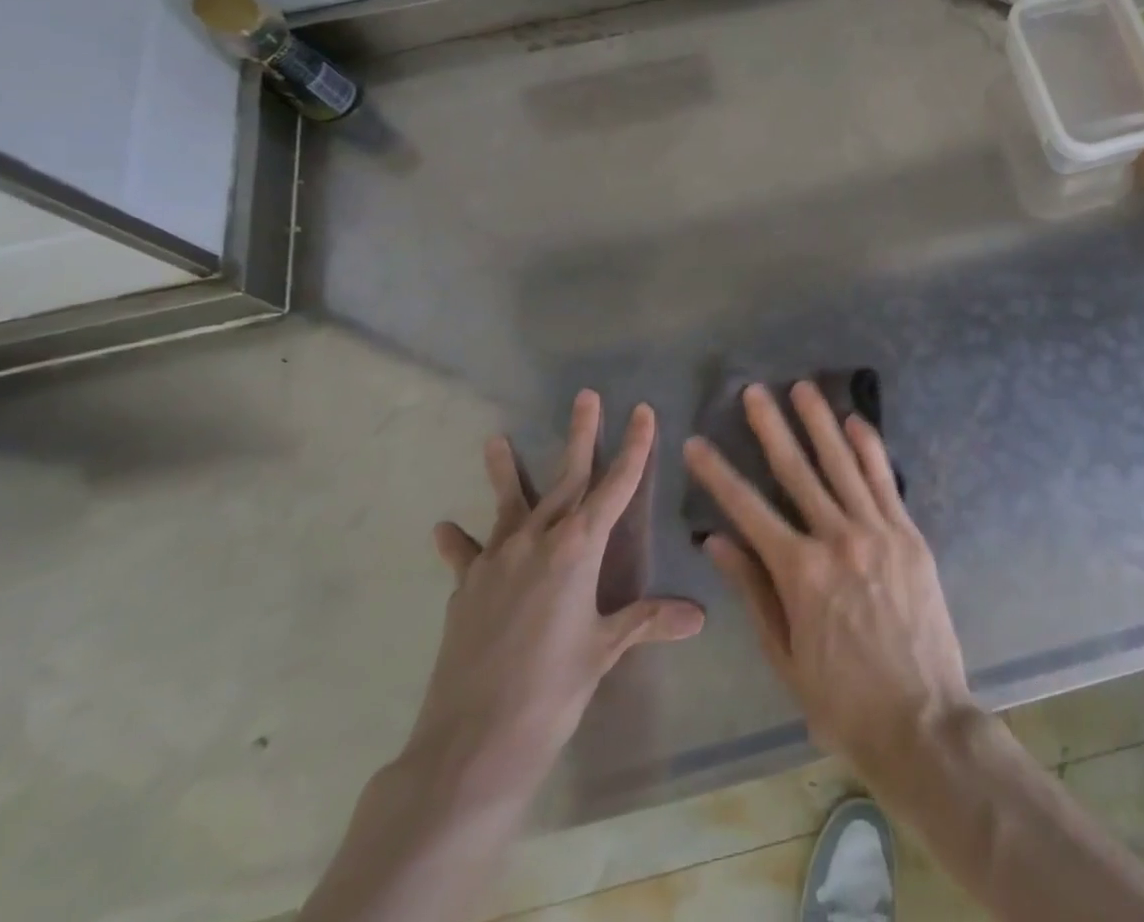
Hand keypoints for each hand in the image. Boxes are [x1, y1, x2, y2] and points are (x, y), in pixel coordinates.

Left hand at [408, 392, 705, 809]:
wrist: (470, 746)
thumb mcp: (603, 651)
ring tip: (495, 439)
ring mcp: (496, 561)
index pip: (615, 486)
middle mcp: (537, 541)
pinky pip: (467, 555)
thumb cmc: (551, 692)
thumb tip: (698, 616)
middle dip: (581, 436)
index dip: (632, 448)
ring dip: (505, 470)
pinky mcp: (466, 588)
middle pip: (566, 478)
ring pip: (509, 503)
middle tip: (586, 397)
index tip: (641, 411)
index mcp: (577, 549)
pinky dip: (459, 541)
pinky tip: (444, 528)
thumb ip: (646, 621)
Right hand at [683, 382, 972, 778]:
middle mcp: (838, 540)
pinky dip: (869, 447)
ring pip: (842, 464)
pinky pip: (885, 480)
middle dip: (771, 428)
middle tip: (754, 391)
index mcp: (800, 573)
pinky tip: (856, 420)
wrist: (922, 722)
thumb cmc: (842, 700)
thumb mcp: (784, 656)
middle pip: (797, 471)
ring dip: (819, 423)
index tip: (697, 443)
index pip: (748, 510)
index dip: (719, 474)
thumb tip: (718, 541)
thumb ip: (753, 591)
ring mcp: (878, 532)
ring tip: (801, 388)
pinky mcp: (909, 534)